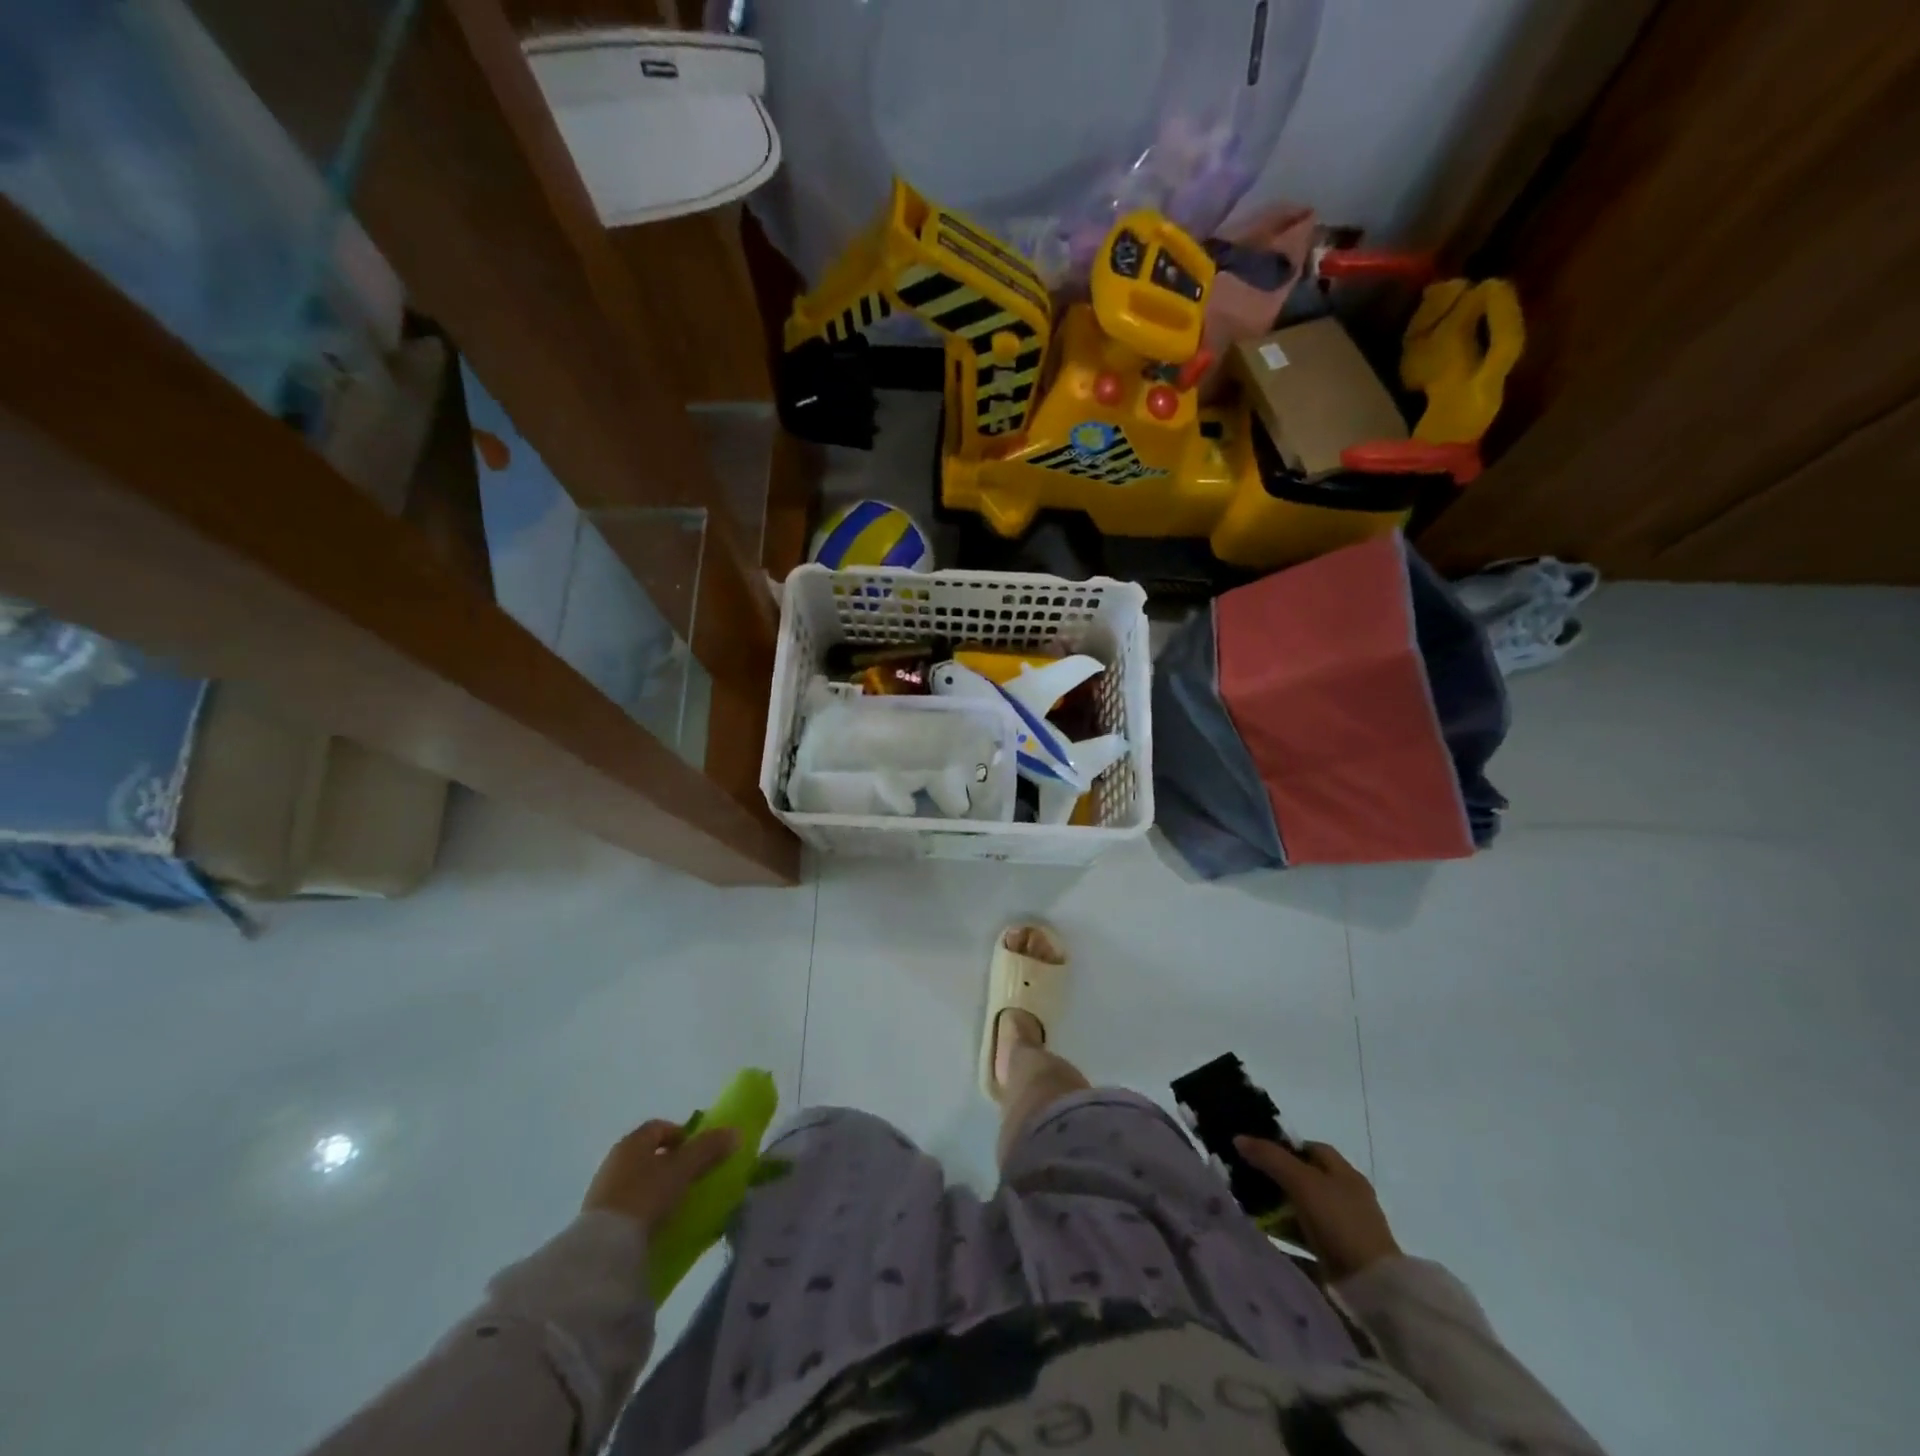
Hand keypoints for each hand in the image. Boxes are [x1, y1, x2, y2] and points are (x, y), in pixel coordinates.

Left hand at [584, 1120, 736, 1233]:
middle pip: (648, 1153)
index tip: (697, 1152)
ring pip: (637, 1179)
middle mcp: (615, 1159)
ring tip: (675, 1205)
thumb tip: (736, 1132)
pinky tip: (655, 1225)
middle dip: (670, 1162)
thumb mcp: (683, 1169)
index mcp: (633, 1141)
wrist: (603, 1249)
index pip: (659, 1127)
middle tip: (690, 1178)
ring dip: (656, 1187)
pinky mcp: (596, 1219)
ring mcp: (602, 1190)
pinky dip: (643, 1209)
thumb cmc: (646, 1195)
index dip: (681, 1134)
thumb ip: (709, 1149)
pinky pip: (627, 1205)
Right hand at [1235, 1137, 1402, 1281]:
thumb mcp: (1302, 1182)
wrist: (1372, 1290)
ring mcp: (1345, 1230)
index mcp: (1346, 1175)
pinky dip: (1287, 1237)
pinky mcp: (1340, 1259)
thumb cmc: (1340, 1223)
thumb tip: (1238, 1138)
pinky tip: (1267, 1238)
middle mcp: (1348, 1198)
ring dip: (1280, 1211)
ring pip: (1304, 1211)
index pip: (1312, 1149)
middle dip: (1277, 1180)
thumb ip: (1270, 1157)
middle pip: (1306, 1180)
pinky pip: (1306, 1240)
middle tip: (1248, 1183)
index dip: (1285, 1147)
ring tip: (1251, 1212)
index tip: (1257, 1154)